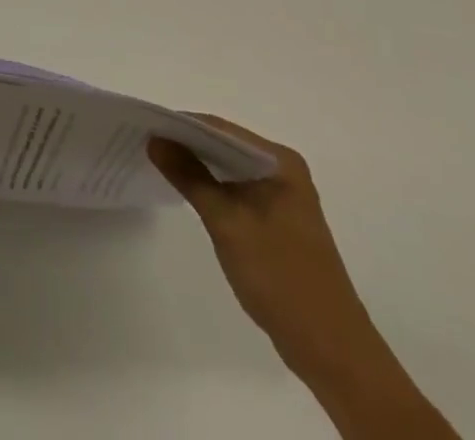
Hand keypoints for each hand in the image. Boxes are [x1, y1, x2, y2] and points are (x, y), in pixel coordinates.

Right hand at [148, 116, 378, 378]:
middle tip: (145, 142)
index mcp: (279, 161)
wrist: (330, 349)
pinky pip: (238, 189)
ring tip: (157, 162)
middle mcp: (283, 170)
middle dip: (186, 143)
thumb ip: (190, 176)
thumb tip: (155, 140)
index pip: (220, 128)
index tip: (144, 125)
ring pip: (230, 168)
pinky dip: (212, 187)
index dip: (181, 125)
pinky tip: (187, 192)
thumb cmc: (279, 277)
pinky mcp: (278, 220)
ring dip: (198, 165)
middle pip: (225, 145)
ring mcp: (282, 196)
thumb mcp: (227, 222)